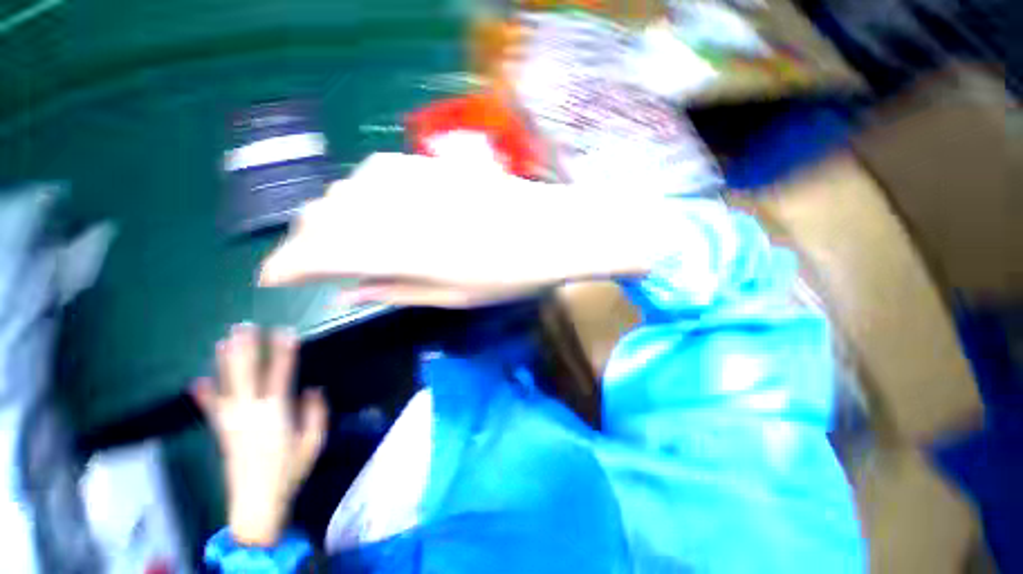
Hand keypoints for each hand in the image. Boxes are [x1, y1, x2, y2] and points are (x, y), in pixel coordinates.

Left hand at [193, 324, 326, 546]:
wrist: (257, 501)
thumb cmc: (290, 469)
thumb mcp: (314, 441)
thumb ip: (315, 413)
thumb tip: (312, 389)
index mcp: (278, 411)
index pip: (282, 373)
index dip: (284, 351)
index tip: (285, 332)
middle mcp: (252, 411)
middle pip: (249, 373)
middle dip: (248, 349)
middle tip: (245, 327)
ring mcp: (233, 420)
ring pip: (228, 385)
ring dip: (226, 362)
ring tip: (224, 341)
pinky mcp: (222, 432)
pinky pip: (211, 409)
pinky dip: (204, 395)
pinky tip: (196, 381)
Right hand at [258, 153, 659, 306]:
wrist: (551, 230)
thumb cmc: (509, 274)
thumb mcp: (452, 296)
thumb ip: (395, 290)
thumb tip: (348, 292)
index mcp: (395, 248)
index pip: (314, 253)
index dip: (286, 267)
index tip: (273, 280)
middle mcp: (391, 205)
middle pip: (320, 218)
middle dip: (309, 244)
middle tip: (318, 267)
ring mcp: (410, 178)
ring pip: (342, 192)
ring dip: (335, 219)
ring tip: (349, 242)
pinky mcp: (428, 164)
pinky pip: (372, 174)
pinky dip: (362, 196)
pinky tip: (378, 210)